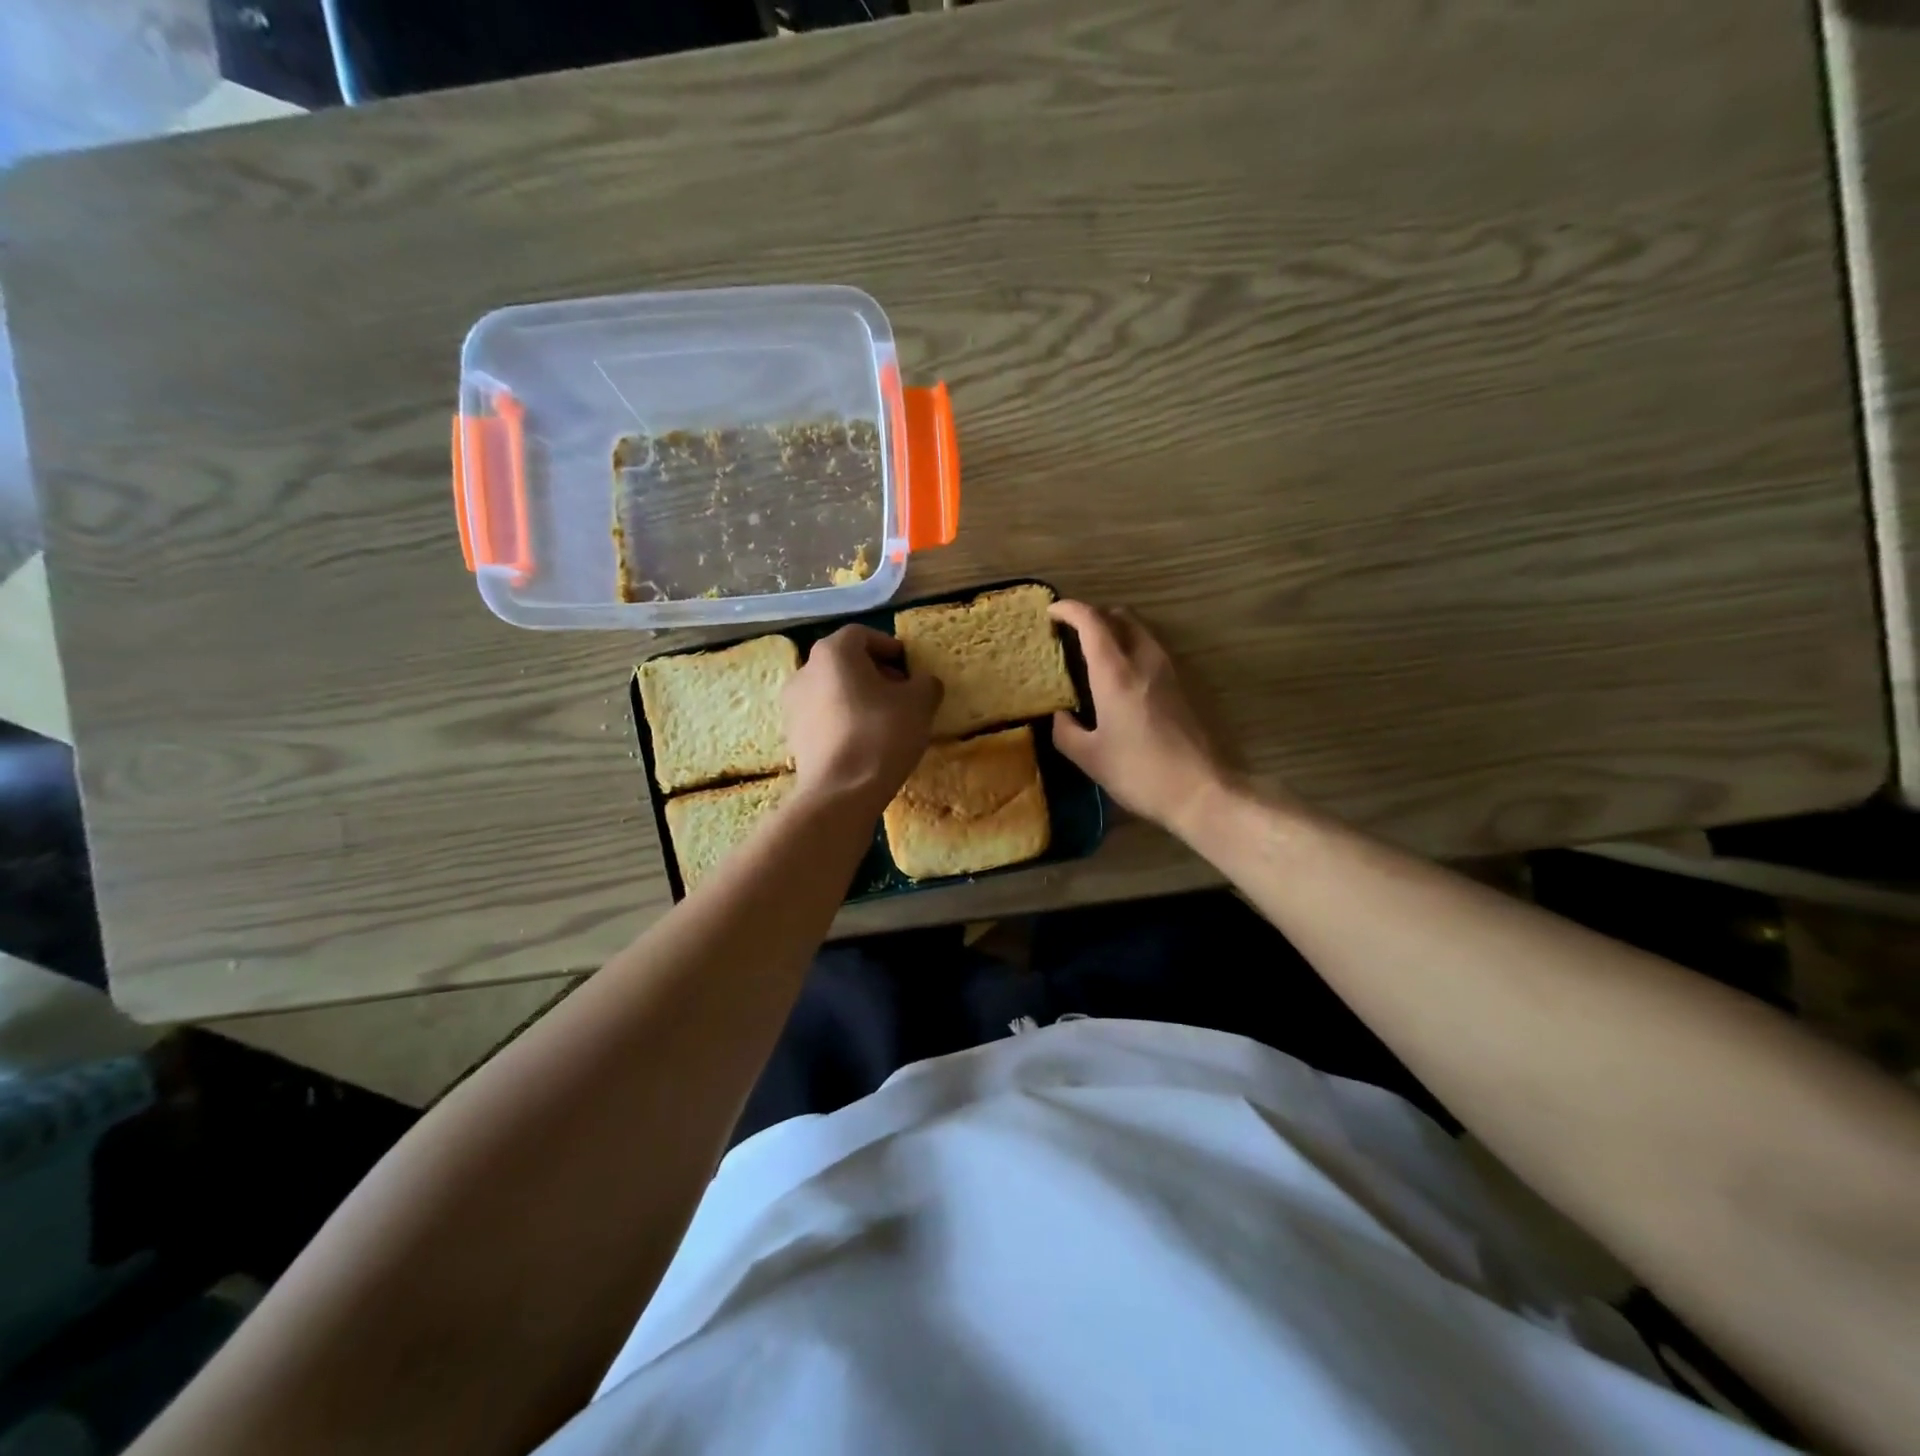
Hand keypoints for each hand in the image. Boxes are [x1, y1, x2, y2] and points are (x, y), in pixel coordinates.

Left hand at [783, 625, 941, 815]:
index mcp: (833, 652)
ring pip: (833, 690)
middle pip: (845, 662)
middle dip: (875, 673)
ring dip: (859, 698)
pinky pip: (824, 716)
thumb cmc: (881, 735)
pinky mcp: (793, 735)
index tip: (910, 668)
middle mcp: (805, 670)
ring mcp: (793, 704)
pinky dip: (844, 720)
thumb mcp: (919, 703)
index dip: (890, 647)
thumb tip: (923, 684)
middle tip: (902, 694)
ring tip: (886, 721)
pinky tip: (865, 742)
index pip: (863, 635)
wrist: (840, 792)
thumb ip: (925, 683)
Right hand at [1049, 601, 1231, 837]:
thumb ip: (1065, 730)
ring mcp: (1169, 670)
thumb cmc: (1138, 772)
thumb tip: (1060, 716)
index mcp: (1115, 673)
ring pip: (1139, 630)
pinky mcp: (1183, 685)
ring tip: (1094, 653)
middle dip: (1093, 616)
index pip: (1091, 621)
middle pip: (1120, 616)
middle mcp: (1144, 660)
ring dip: (1115, 630)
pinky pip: (1151, 649)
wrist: (1201, 791)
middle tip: (1071, 633)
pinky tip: (1120, 677)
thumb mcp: (1089, 757)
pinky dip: (1130, 648)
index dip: (1068, 609)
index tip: (1050, 613)